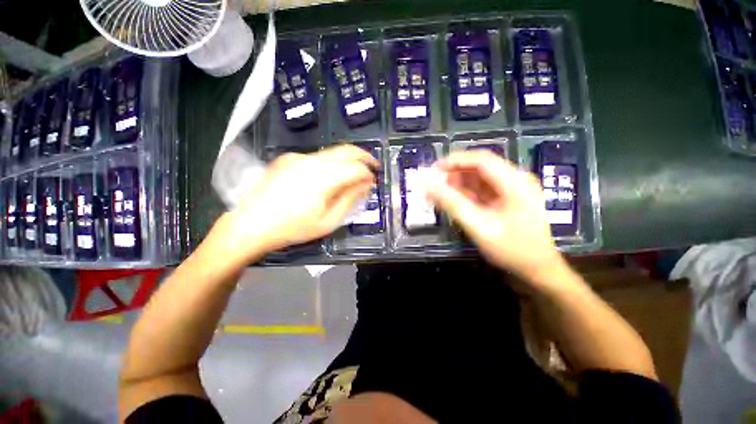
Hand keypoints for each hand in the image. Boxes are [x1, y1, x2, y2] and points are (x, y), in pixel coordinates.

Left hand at [209, 144, 378, 264]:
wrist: (250, 224)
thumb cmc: (292, 228)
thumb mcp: (327, 221)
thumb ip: (349, 199)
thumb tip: (365, 184)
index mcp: (321, 178)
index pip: (355, 167)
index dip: (368, 173)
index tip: (374, 181)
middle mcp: (310, 161)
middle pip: (345, 150)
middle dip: (363, 156)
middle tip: (373, 166)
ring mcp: (297, 157)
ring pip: (332, 152)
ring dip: (347, 160)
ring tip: (353, 174)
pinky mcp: (288, 158)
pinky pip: (316, 157)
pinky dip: (330, 163)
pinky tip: (328, 177)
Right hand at [426, 151, 567, 284]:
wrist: (538, 269)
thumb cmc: (511, 249)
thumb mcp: (478, 226)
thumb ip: (452, 204)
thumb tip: (428, 186)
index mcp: (515, 182)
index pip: (481, 160)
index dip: (455, 161)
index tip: (433, 169)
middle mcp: (515, 180)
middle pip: (479, 167)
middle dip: (454, 174)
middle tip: (433, 185)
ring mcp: (512, 189)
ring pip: (479, 178)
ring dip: (458, 184)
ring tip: (438, 194)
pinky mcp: (507, 198)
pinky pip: (482, 190)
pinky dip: (465, 194)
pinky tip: (453, 201)